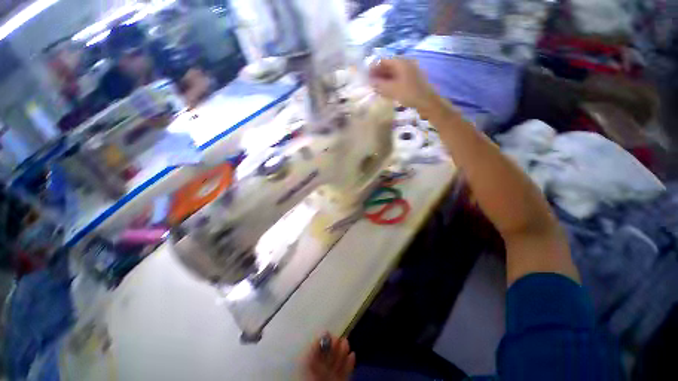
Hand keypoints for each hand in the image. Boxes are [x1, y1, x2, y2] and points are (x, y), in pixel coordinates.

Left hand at [303, 333, 354, 380]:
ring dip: (344, 352)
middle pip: (329, 355)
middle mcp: (320, 371)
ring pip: (339, 362)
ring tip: (347, 343)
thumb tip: (323, 332)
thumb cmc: (309, 379)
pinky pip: (346, 372)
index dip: (324, 341)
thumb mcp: (306, 363)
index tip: (330, 333)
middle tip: (341, 338)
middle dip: (336, 345)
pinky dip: (350, 364)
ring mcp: (330, 377)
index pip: (317, 350)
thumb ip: (313, 349)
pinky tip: (353, 355)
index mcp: (309, 365)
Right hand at [368, 58, 438, 111]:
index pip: (383, 61)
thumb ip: (379, 84)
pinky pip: (397, 78)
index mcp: (400, 62)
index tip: (367, 77)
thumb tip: (370, 81)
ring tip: (376, 89)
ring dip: (384, 79)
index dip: (373, 68)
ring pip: (392, 73)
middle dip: (378, 74)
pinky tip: (386, 91)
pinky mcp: (411, 79)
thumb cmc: (409, 93)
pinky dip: (390, 83)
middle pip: (388, 66)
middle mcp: (405, 63)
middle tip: (371, 84)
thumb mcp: (392, 90)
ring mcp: (409, 71)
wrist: (427, 101)